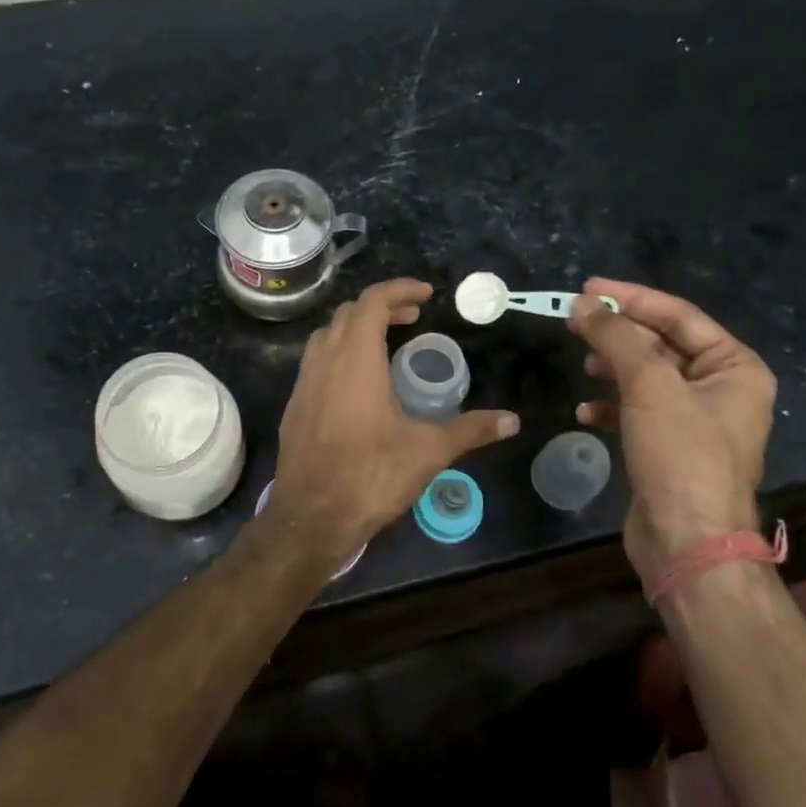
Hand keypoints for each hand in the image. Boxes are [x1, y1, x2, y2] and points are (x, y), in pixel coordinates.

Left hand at [268, 279, 518, 554]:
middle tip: (412, 317)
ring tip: (386, 344)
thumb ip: (470, 430)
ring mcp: (303, 384)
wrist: (311, 517)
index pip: (373, 301)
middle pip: (349, 313)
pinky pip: (316, 363)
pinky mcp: (294, 407)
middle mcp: (324, 361)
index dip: (400, 289)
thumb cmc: (371, 475)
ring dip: (356, 329)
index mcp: (356, 359)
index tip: (426, 294)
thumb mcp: (428, 451)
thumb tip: (512, 421)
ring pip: (327, 336)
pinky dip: (339, 355)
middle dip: (381, 307)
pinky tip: (358, 385)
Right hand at [568, 278, 775, 582]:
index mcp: (735, 367)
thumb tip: (583, 304)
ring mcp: (695, 421)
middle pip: (662, 344)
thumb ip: (616, 338)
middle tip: (575, 322)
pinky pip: (638, 411)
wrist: (687, 541)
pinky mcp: (670, 447)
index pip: (679, 316)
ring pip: (647, 377)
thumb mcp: (649, 386)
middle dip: (618, 334)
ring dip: (613, 368)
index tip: (587, 287)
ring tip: (583, 365)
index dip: (631, 298)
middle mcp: (721, 389)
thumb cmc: (681, 455)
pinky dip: (612, 405)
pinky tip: (587, 411)